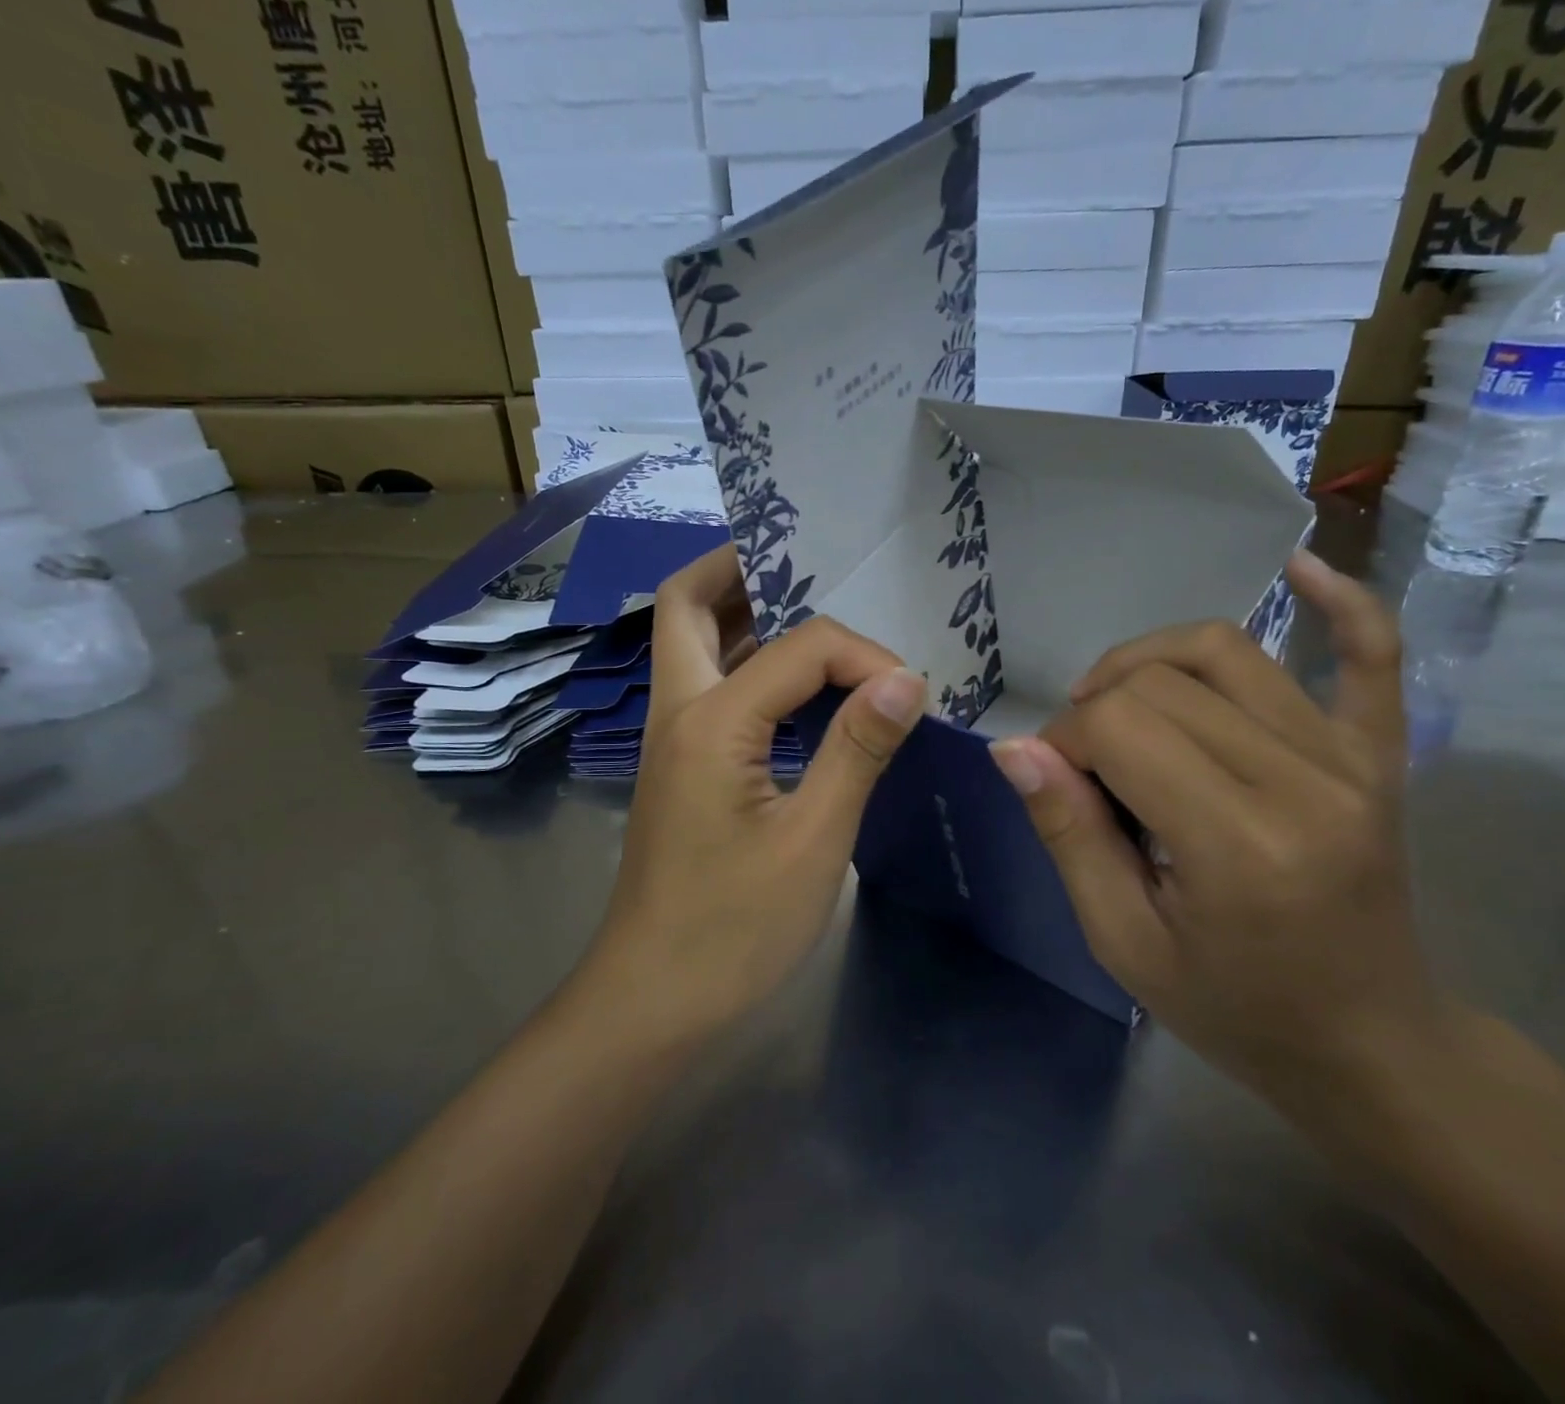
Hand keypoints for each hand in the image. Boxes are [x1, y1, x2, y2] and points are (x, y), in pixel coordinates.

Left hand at [587, 545, 926, 1045]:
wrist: (653, 1001)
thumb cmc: (735, 929)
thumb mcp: (814, 839)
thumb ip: (857, 750)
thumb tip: (907, 680)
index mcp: (710, 721)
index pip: (802, 647)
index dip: (865, 657)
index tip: (911, 695)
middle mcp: (679, 712)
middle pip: (687, 605)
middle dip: (740, 568)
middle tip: (807, 563)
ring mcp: (672, 739)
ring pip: (693, 642)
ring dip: (742, 611)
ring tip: (810, 606)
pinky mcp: (683, 767)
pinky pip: (712, 686)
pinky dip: (748, 661)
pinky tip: (798, 685)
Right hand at [988, 552, 1440, 1099]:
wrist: (1370, 1047)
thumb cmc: (1236, 1010)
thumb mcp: (1124, 942)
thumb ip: (1069, 835)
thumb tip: (1016, 748)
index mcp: (1239, 843)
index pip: (1121, 726)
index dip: (1065, 740)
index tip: (1055, 782)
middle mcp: (1304, 781)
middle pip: (1165, 681)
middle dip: (1097, 706)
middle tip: (1083, 763)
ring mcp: (1352, 760)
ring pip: (1229, 651)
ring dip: (1152, 659)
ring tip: (1121, 698)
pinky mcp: (1380, 756)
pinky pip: (1372, 658)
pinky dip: (1341, 604)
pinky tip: (1302, 568)